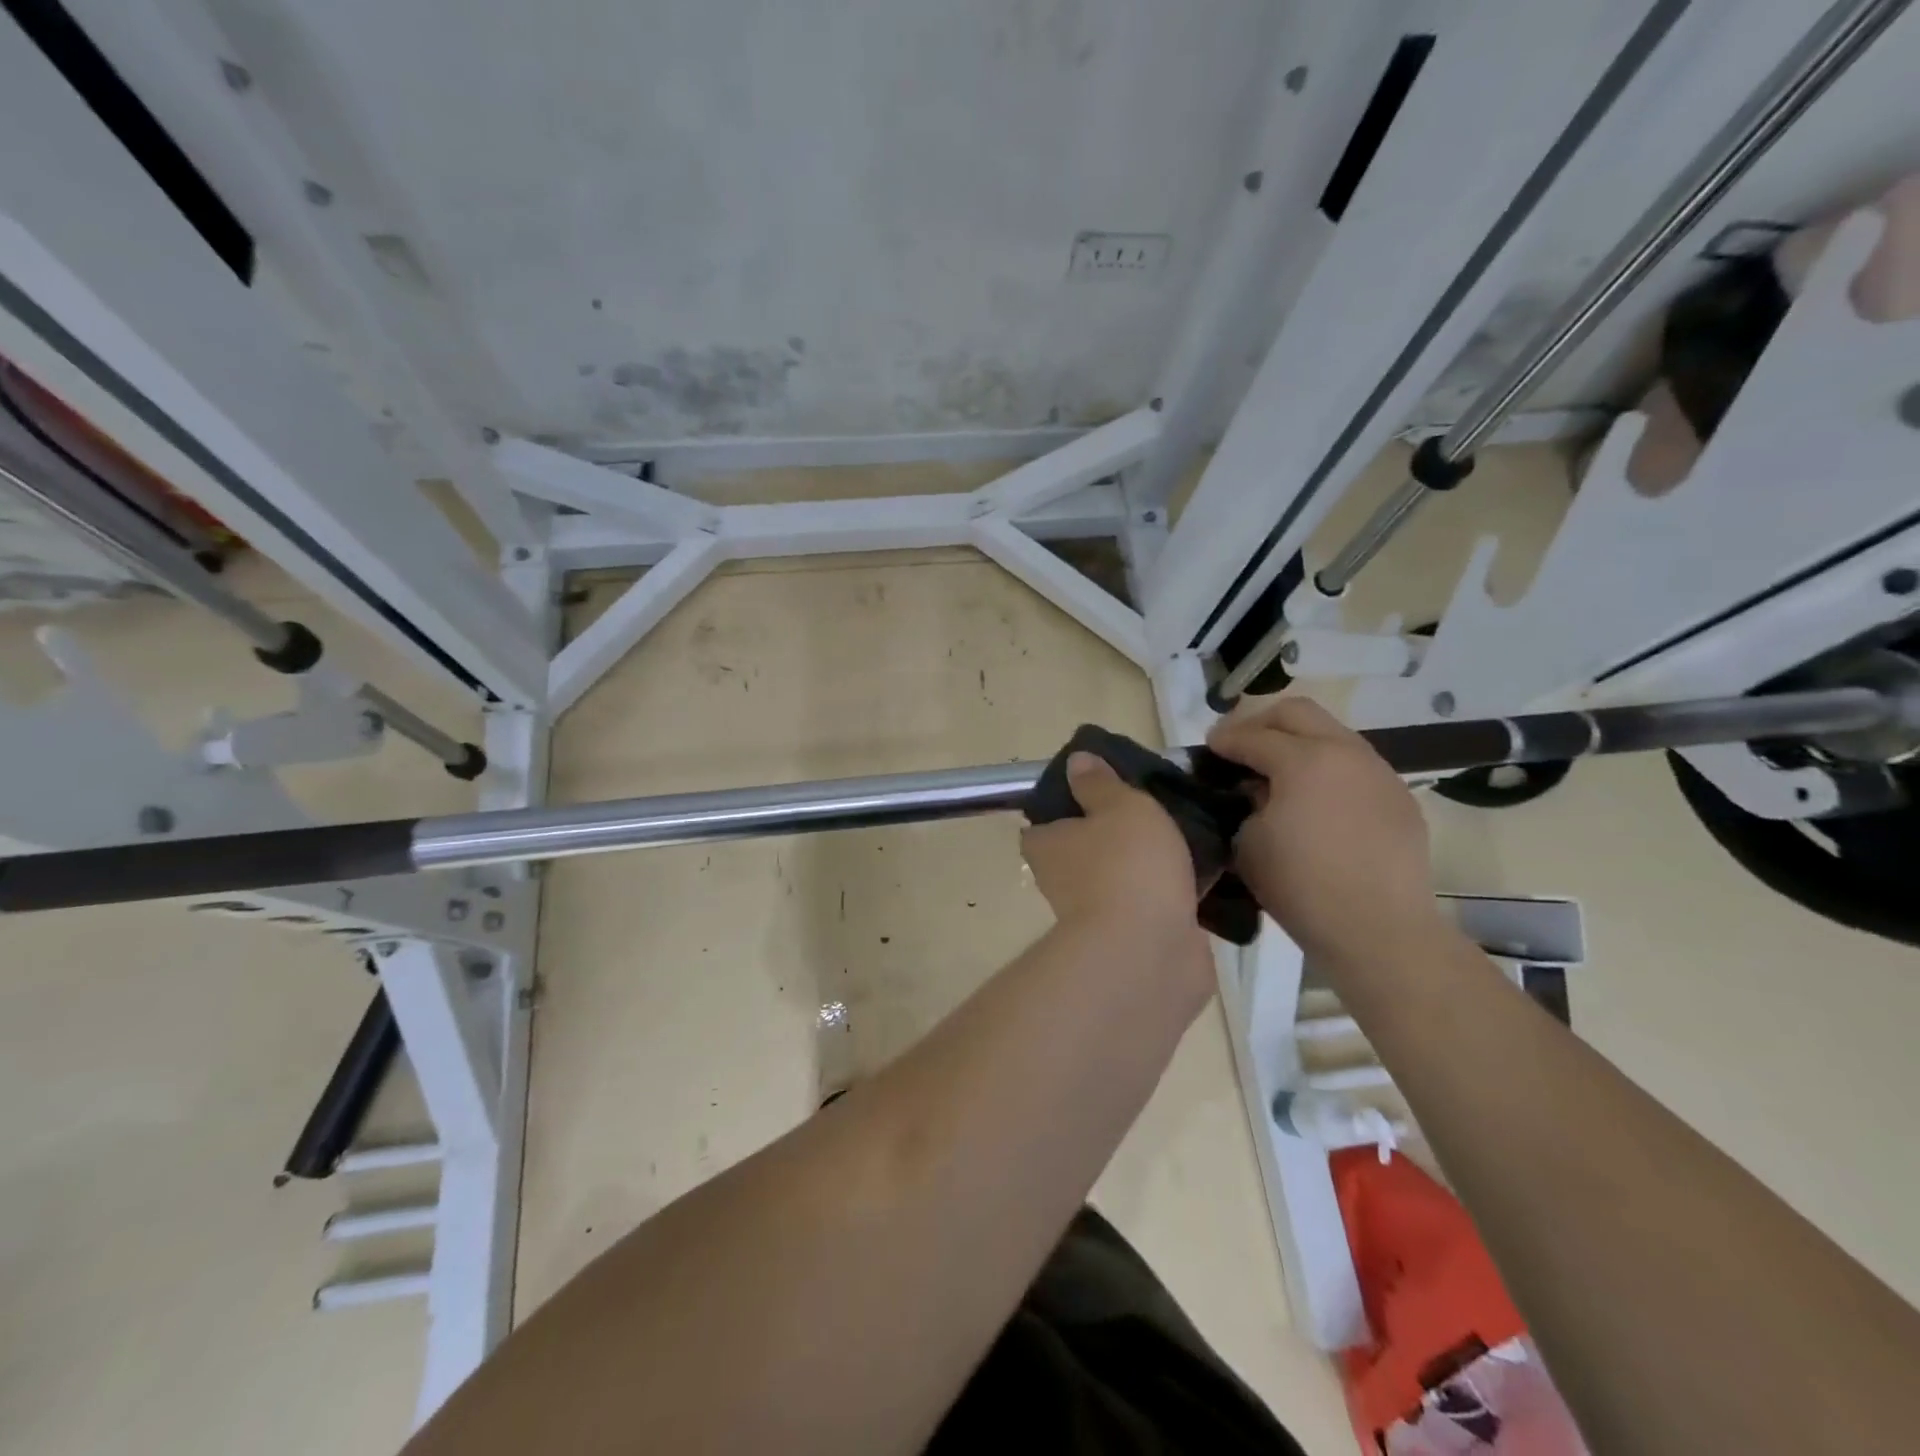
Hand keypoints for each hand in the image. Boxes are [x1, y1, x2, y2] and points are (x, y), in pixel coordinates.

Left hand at [1020, 753, 1203, 950]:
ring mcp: (1100, 914)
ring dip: (1148, 865)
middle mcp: (1063, 881)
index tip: (1100, 792)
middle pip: (1086, 849)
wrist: (1149, 952)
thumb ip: (1100, 784)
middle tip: (1156, 808)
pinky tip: (1208, 873)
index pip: (1044, 823)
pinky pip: (1155, 904)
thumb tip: (1076, 761)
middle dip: (1116, 834)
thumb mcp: (1118, 806)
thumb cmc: (1127, 865)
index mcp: (1047, 846)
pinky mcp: (1136, 939)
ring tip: (1191, 834)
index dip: (1068, 806)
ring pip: (1124, 877)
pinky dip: (1174, 893)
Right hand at [1206, 697, 1440, 966]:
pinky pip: (1355, 767)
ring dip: (1298, 743)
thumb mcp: (1248, 842)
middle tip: (1240, 745)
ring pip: (1332, 734)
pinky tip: (1316, 802)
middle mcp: (1346, 752)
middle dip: (1261, 722)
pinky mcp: (1399, 798)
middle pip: (1297, 712)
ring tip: (1278, 773)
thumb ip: (1245, 803)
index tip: (1207, 748)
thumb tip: (1255, 790)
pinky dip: (1327, 770)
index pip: (1251, 736)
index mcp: (1304, 760)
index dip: (1223, 739)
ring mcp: (1379, 772)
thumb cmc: (1300, 887)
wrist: (1378, 930)